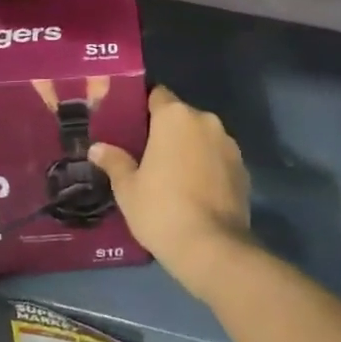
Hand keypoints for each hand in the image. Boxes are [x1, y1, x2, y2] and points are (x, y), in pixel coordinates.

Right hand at [88, 86, 250, 298]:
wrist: (212, 247)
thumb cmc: (161, 209)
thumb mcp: (128, 188)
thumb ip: (114, 162)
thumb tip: (97, 148)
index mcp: (175, 117)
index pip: (157, 95)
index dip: (145, 108)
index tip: (133, 126)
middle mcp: (205, 120)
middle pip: (181, 116)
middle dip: (167, 131)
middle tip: (149, 155)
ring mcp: (229, 143)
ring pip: (202, 136)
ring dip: (190, 148)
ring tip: (174, 176)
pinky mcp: (243, 167)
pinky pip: (219, 157)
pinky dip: (208, 166)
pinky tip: (197, 192)